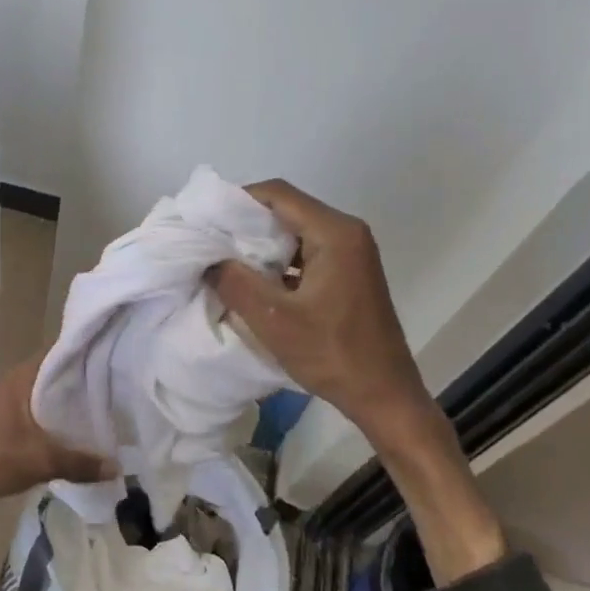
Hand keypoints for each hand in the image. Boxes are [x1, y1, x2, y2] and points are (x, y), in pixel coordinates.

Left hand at [0, 358, 108, 501]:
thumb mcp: (42, 461)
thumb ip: (80, 463)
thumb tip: (116, 466)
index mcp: (20, 379)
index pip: (57, 354)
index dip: (82, 355)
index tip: (109, 360)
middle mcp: (11, 382)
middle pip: (51, 374)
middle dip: (77, 381)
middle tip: (110, 388)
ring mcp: (2, 400)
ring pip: (41, 393)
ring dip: (62, 400)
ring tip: (94, 407)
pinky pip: (31, 409)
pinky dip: (49, 415)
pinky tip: (67, 429)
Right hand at [209, 180, 432, 440]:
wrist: (384, 395)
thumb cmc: (333, 354)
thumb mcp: (275, 321)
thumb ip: (236, 283)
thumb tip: (209, 260)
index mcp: (334, 233)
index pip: (277, 195)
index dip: (236, 201)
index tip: (205, 221)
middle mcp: (346, 232)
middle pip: (286, 209)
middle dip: (245, 223)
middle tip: (209, 242)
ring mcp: (350, 252)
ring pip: (294, 232)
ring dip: (260, 244)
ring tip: (224, 262)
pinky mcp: (348, 272)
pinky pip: (305, 252)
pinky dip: (277, 261)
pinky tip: (253, 281)